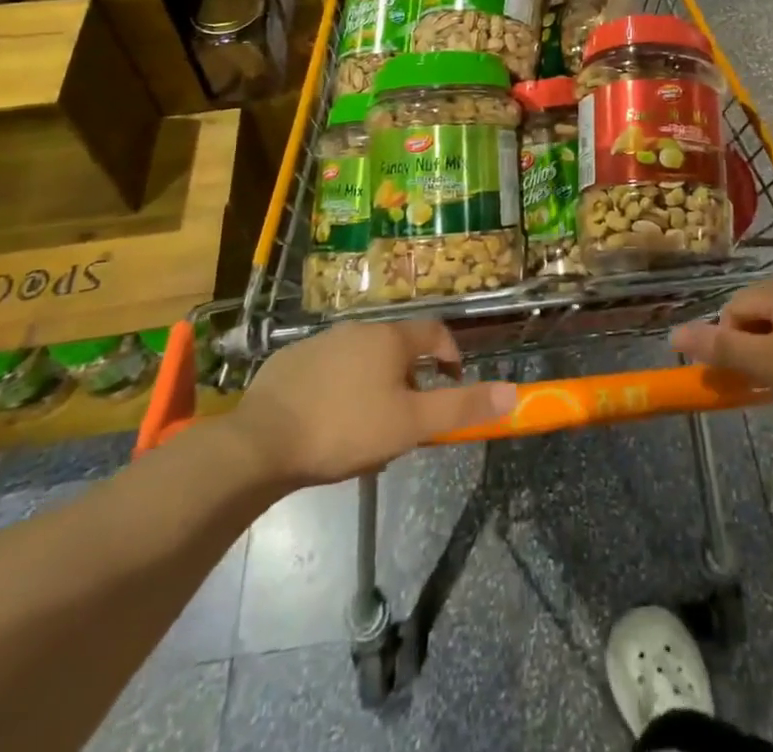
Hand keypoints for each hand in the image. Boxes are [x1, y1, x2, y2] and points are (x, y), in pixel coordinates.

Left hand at [230, 319, 516, 487]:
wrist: (260, 442)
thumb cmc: (346, 429)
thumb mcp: (411, 424)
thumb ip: (461, 408)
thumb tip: (512, 392)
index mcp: (390, 338)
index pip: (434, 332)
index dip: (450, 354)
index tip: (452, 381)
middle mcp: (357, 330)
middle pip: (397, 349)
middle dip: (409, 381)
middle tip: (407, 420)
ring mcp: (320, 343)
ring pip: (361, 361)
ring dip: (374, 387)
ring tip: (367, 431)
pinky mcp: (288, 363)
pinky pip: (328, 371)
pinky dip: (338, 390)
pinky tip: (327, 425)